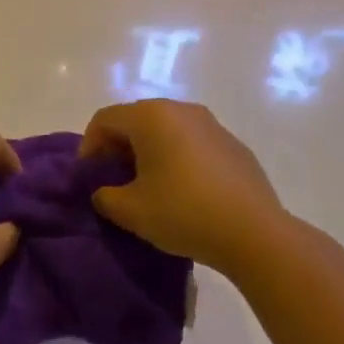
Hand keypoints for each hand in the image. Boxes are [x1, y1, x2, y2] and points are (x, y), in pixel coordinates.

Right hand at [81, 100, 289, 276]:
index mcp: (151, 117)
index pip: (105, 119)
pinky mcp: (232, 144)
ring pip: (165, 130)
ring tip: (147, 186)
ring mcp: (211, 124)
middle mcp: (181, 109)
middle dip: (117, 148)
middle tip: (113, 181)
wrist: (255, 234)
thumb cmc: (184, 213)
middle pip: (135, 120)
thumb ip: (105, 196)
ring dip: (148, 152)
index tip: (88, 177)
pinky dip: (177, 158)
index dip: (89, 146)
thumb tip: (104, 192)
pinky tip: (182, 191)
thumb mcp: (130, 211)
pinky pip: (191, 143)